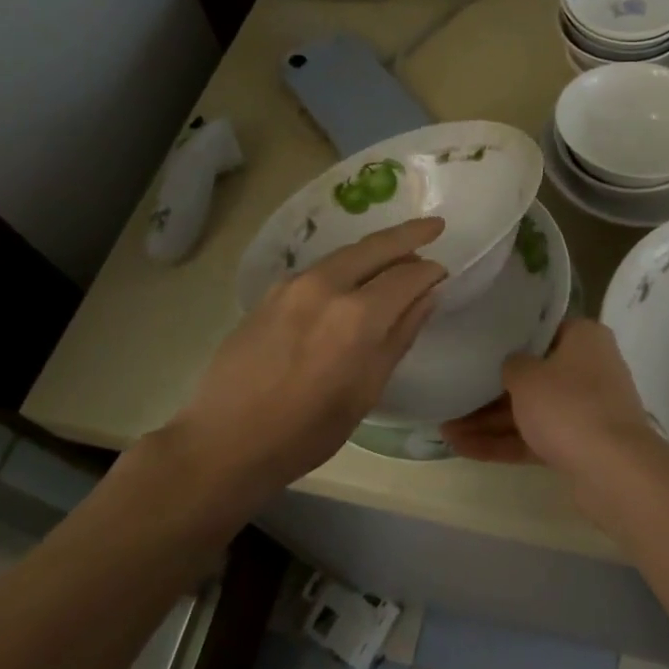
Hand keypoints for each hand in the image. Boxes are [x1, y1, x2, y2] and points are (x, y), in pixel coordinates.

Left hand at [181, 218, 445, 486]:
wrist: (223, 442)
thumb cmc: (306, 431)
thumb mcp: (366, 391)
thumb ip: (400, 336)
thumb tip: (427, 296)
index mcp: (357, 316)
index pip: (408, 275)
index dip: (431, 272)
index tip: (444, 273)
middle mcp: (326, 286)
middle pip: (376, 246)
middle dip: (410, 234)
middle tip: (435, 226)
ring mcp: (293, 285)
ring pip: (347, 253)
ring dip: (377, 249)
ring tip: (398, 254)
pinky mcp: (271, 292)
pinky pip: (321, 268)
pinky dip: (348, 265)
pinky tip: (354, 280)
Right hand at [442, 318, 652, 473]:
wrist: (612, 471)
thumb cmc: (568, 405)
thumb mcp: (526, 376)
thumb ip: (510, 364)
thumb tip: (510, 366)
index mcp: (584, 338)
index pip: (541, 329)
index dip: (507, 337)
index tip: (477, 343)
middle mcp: (589, 368)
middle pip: (533, 373)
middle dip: (490, 388)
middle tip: (453, 391)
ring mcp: (585, 409)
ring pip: (530, 409)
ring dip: (490, 420)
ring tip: (444, 427)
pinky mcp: (579, 444)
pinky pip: (535, 437)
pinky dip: (503, 442)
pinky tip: (462, 448)